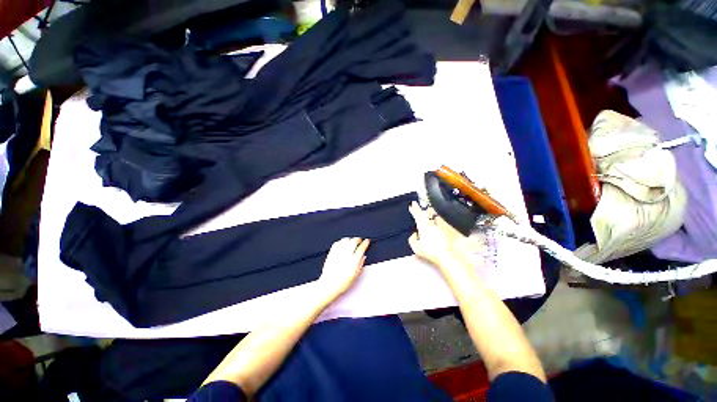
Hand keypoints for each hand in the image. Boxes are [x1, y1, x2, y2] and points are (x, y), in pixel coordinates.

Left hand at [317, 237, 369, 297]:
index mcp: (354, 261)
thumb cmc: (342, 283)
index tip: (367, 241)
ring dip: (350, 239)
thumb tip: (363, 257)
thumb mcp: (355, 275)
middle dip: (358, 239)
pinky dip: (341, 241)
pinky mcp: (331, 253)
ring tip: (351, 241)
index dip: (365, 243)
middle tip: (360, 240)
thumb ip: (360, 264)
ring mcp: (338, 253)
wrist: (329, 285)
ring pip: (346, 240)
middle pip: (354, 241)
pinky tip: (342, 243)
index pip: (362, 247)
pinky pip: (337, 243)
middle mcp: (346, 255)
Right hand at [407, 202, 469, 269]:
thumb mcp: (416, 247)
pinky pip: (442, 222)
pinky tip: (438, 225)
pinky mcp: (450, 228)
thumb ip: (412, 239)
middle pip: (427, 212)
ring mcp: (443, 224)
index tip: (412, 204)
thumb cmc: (432, 251)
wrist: (451, 255)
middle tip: (420, 207)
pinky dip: (439, 222)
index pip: (417, 212)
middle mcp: (433, 221)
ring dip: (431, 214)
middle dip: (423, 209)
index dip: (414, 208)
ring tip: (429, 214)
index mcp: (423, 224)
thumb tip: (414, 235)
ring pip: (435, 215)